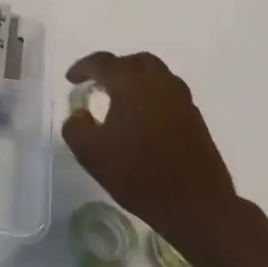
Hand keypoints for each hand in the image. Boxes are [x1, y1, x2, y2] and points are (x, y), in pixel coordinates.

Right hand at [62, 52, 250, 261]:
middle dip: (113, 68)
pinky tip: (141, 120)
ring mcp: (182, 99)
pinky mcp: (195, 117)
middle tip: (97, 85)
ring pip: (156, 75)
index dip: (83, 67)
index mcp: (132, 84)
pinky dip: (150, 96)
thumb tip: (80, 115)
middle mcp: (160, 83)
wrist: (196, 205)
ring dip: (134, 80)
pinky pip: (168, 93)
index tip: (71, 80)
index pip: (103, 62)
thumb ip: (75, 127)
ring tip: (118, 100)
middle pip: (135, 61)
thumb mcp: (90, 154)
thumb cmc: (138, 175)